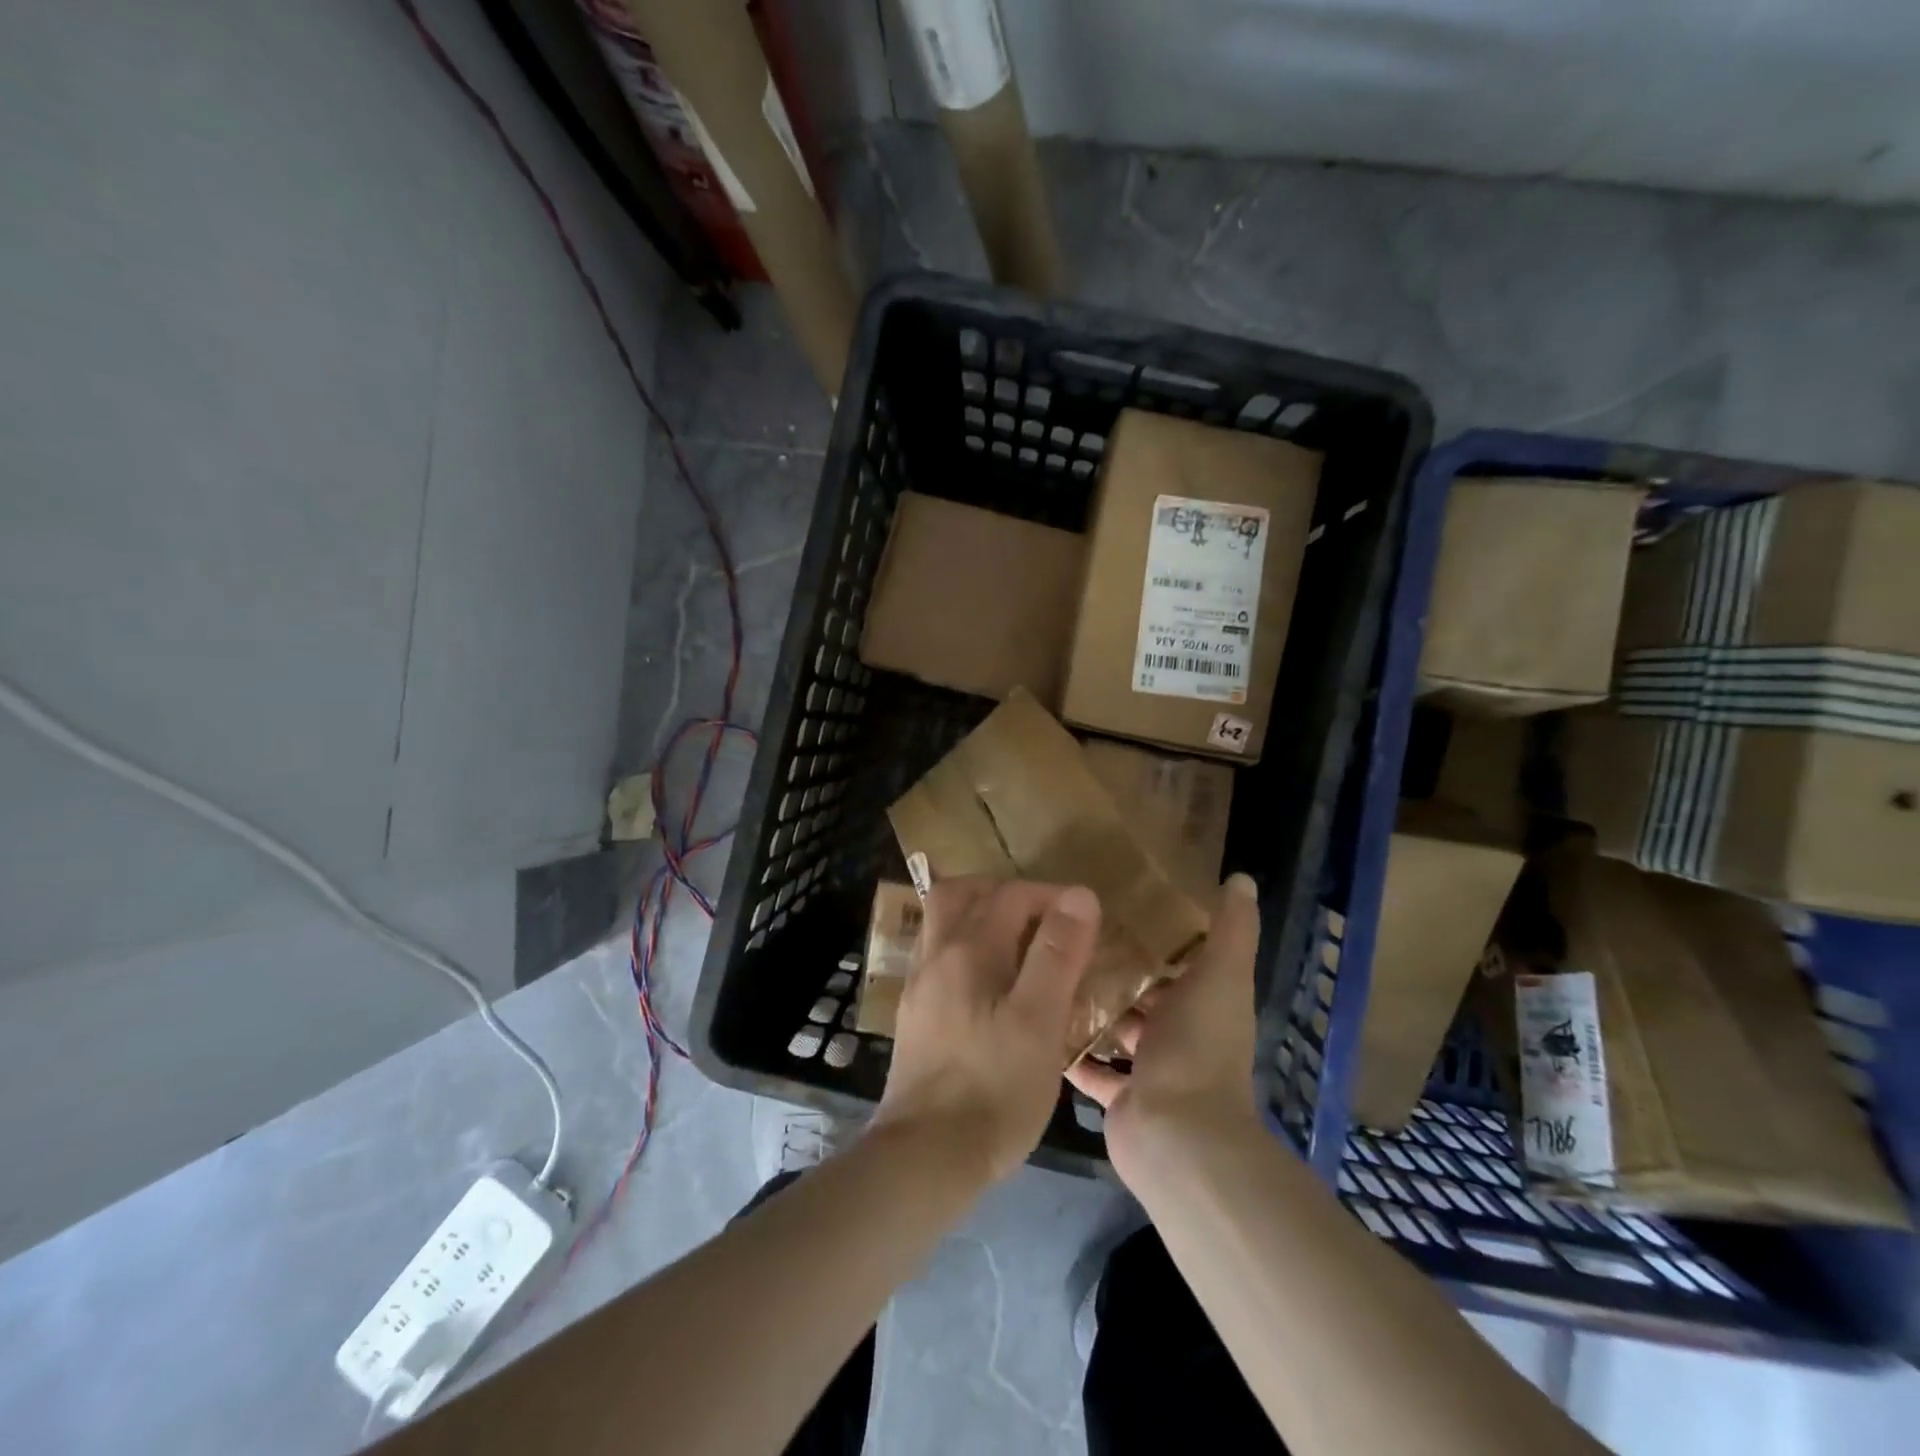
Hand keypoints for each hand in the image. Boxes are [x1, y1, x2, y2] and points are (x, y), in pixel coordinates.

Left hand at [872, 878, 1100, 1185]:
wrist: (925, 1156)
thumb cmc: (994, 1088)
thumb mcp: (1039, 1021)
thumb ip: (1057, 954)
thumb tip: (1079, 895)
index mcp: (967, 949)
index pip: (1010, 895)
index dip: (1050, 895)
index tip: (1084, 918)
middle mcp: (936, 956)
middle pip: (960, 894)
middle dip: (1002, 892)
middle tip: (1041, 914)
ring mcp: (919, 986)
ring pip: (944, 925)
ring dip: (980, 917)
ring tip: (1020, 943)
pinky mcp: (914, 1016)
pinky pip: (940, 957)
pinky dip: (966, 949)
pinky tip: (991, 983)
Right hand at [1067, 874, 1261, 1187]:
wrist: (1178, 1137)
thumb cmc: (1198, 1048)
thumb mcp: (1220, 977)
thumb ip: (1232, 930)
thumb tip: (1242, 878)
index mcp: (1205, 1004)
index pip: (1181, 963)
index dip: (1156, 937)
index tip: (1116, 907)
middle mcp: (1180, 1036)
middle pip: (1145, 996)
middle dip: (1116, 970)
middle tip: (1071, 937)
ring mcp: (1149, 1070)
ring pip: (1117, 1030)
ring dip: (1093, 1008)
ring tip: (1050, 971)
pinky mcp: (1120, 1097)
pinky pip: (1092, 1069)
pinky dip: (1074, 1052)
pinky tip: (1042, 1021)